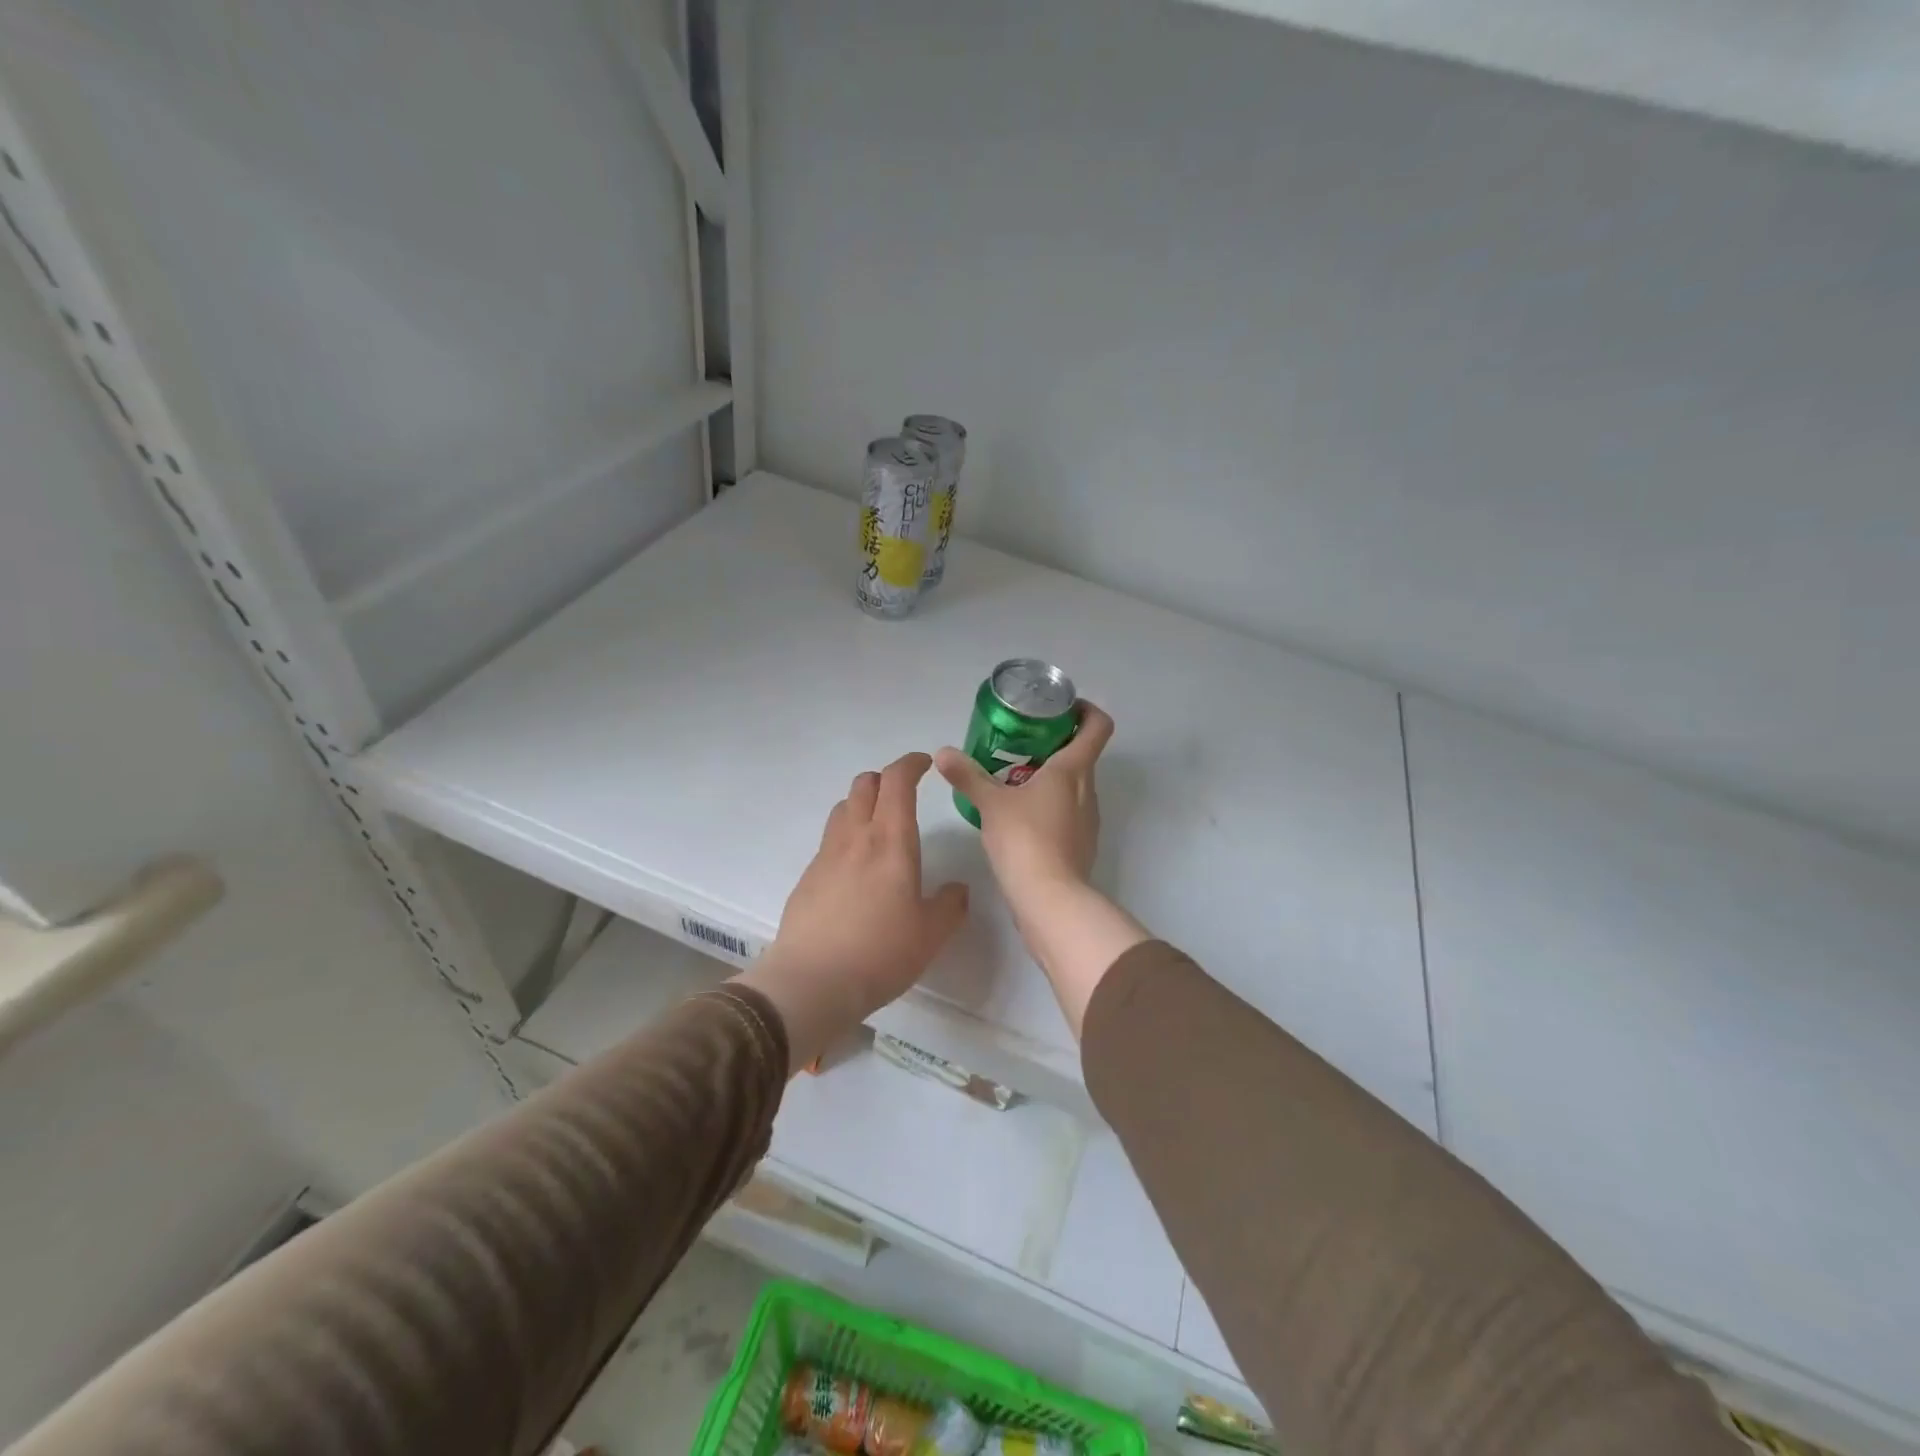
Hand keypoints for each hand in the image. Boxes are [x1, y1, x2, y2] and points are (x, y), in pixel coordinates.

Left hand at [734, 752, 969, 1071]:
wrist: (812, 982)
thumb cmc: (881, 952)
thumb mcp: (932, 934)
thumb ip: (950, 905)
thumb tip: (957, 889)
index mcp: (890, 840)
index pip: (897, 781)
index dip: (911, 764)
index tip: (926, 763)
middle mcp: (855, 837)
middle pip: (864, 785)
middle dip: (886, 780)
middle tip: (904, 795)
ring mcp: (825, 855)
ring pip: (842, 808)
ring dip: (862, 804)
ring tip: (878, 827)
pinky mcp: (807, 877)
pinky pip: (829, 841)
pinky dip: (846, 837)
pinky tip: (855, 869)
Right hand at [934, 703, 1147, 1036]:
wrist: (1050, 900)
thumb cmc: (1025, 840)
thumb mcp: (990, 804)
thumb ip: (967, 776)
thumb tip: (942, 752)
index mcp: (1073, 770)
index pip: (1098, 726)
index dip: (1086, 710)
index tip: (1061, 709)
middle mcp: (1088, 790)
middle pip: (1083, 755)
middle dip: (1055, 744)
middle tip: (1020, 743)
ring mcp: (1088, 820)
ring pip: (1075, 786)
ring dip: (1051, 777)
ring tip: (1014, 780)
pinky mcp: (1081, 845)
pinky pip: (1068, 812)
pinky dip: (1050, 806)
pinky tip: (1020, 818)